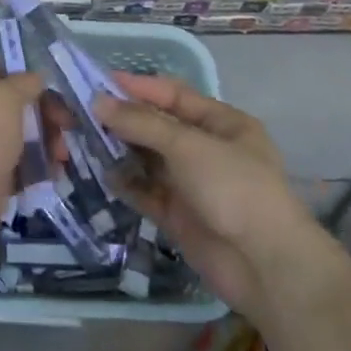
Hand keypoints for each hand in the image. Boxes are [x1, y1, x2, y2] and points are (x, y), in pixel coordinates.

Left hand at [0, 60, 42, 282]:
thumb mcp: (5, 98)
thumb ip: (25, 83)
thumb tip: (37, 78)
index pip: (2, 69)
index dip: (27, 77)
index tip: (51, 92)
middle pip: (16, 104)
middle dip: (45, 114)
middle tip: (67, 129)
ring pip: (20, 135)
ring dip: (46, 142)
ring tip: (61, 158)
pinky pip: (20, 166)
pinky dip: (37, 168)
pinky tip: (54, 176)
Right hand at [93, 76, 312, 310]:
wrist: (267, 269)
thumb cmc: (234, 189)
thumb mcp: (188, 146)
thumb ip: (141, 122)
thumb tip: (98, 101)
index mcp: (222, 123)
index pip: (174, 94)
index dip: (139, 87)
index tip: (100, 81)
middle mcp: (207, 149)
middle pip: (158, 126)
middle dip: (125, 119)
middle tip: (83, 111)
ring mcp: (193, 184)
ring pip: (149, 159)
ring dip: (122, 150)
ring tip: (84, 139)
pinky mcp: (180, 216)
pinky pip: (147, 192)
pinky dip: (127, 183)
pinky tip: (103, 174)